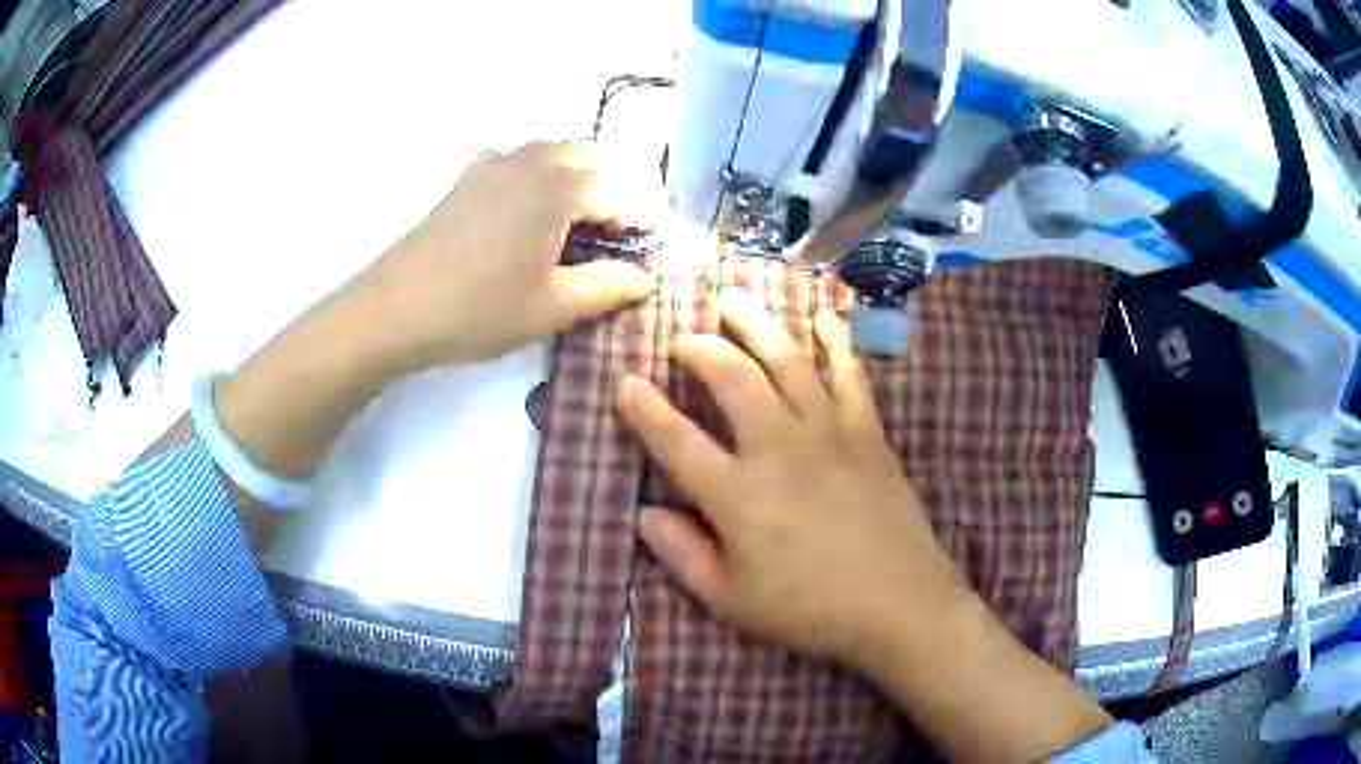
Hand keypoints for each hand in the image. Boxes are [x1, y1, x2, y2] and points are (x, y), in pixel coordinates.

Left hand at [356, 140, 656, 373]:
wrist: (394, 310)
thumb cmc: (479, 310)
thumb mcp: (551, 307)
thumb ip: (606, 287)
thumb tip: (646, 278)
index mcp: (557, 190)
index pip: (617, 192)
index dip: (638, 220)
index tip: (646, 251)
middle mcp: (529, 164)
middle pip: (585, 155)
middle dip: (606, 187)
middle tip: (609, 235)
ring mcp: (491, 166)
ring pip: (548, 152)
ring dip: (569, 176)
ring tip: (569, 224)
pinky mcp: (464, 180)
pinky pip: (511, 160)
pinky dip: (530, 175)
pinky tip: (520, 213)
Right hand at [615, 290, 965, 664]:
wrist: (899, 604)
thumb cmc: (810, 610)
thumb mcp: (731, 601)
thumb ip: (681, 556)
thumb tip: (644, 515)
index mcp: (737, 494)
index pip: (675, 440)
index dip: (643, 409)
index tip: (624, 382)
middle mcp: (778, 448)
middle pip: (731, 378)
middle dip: (700, 348)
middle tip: (683, 337)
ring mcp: (828, 432)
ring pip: (785, 360)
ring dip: (756, 323)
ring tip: (734, 298)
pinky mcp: (867, 431)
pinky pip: (848, 372)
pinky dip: (834, 339)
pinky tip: (823, 315)